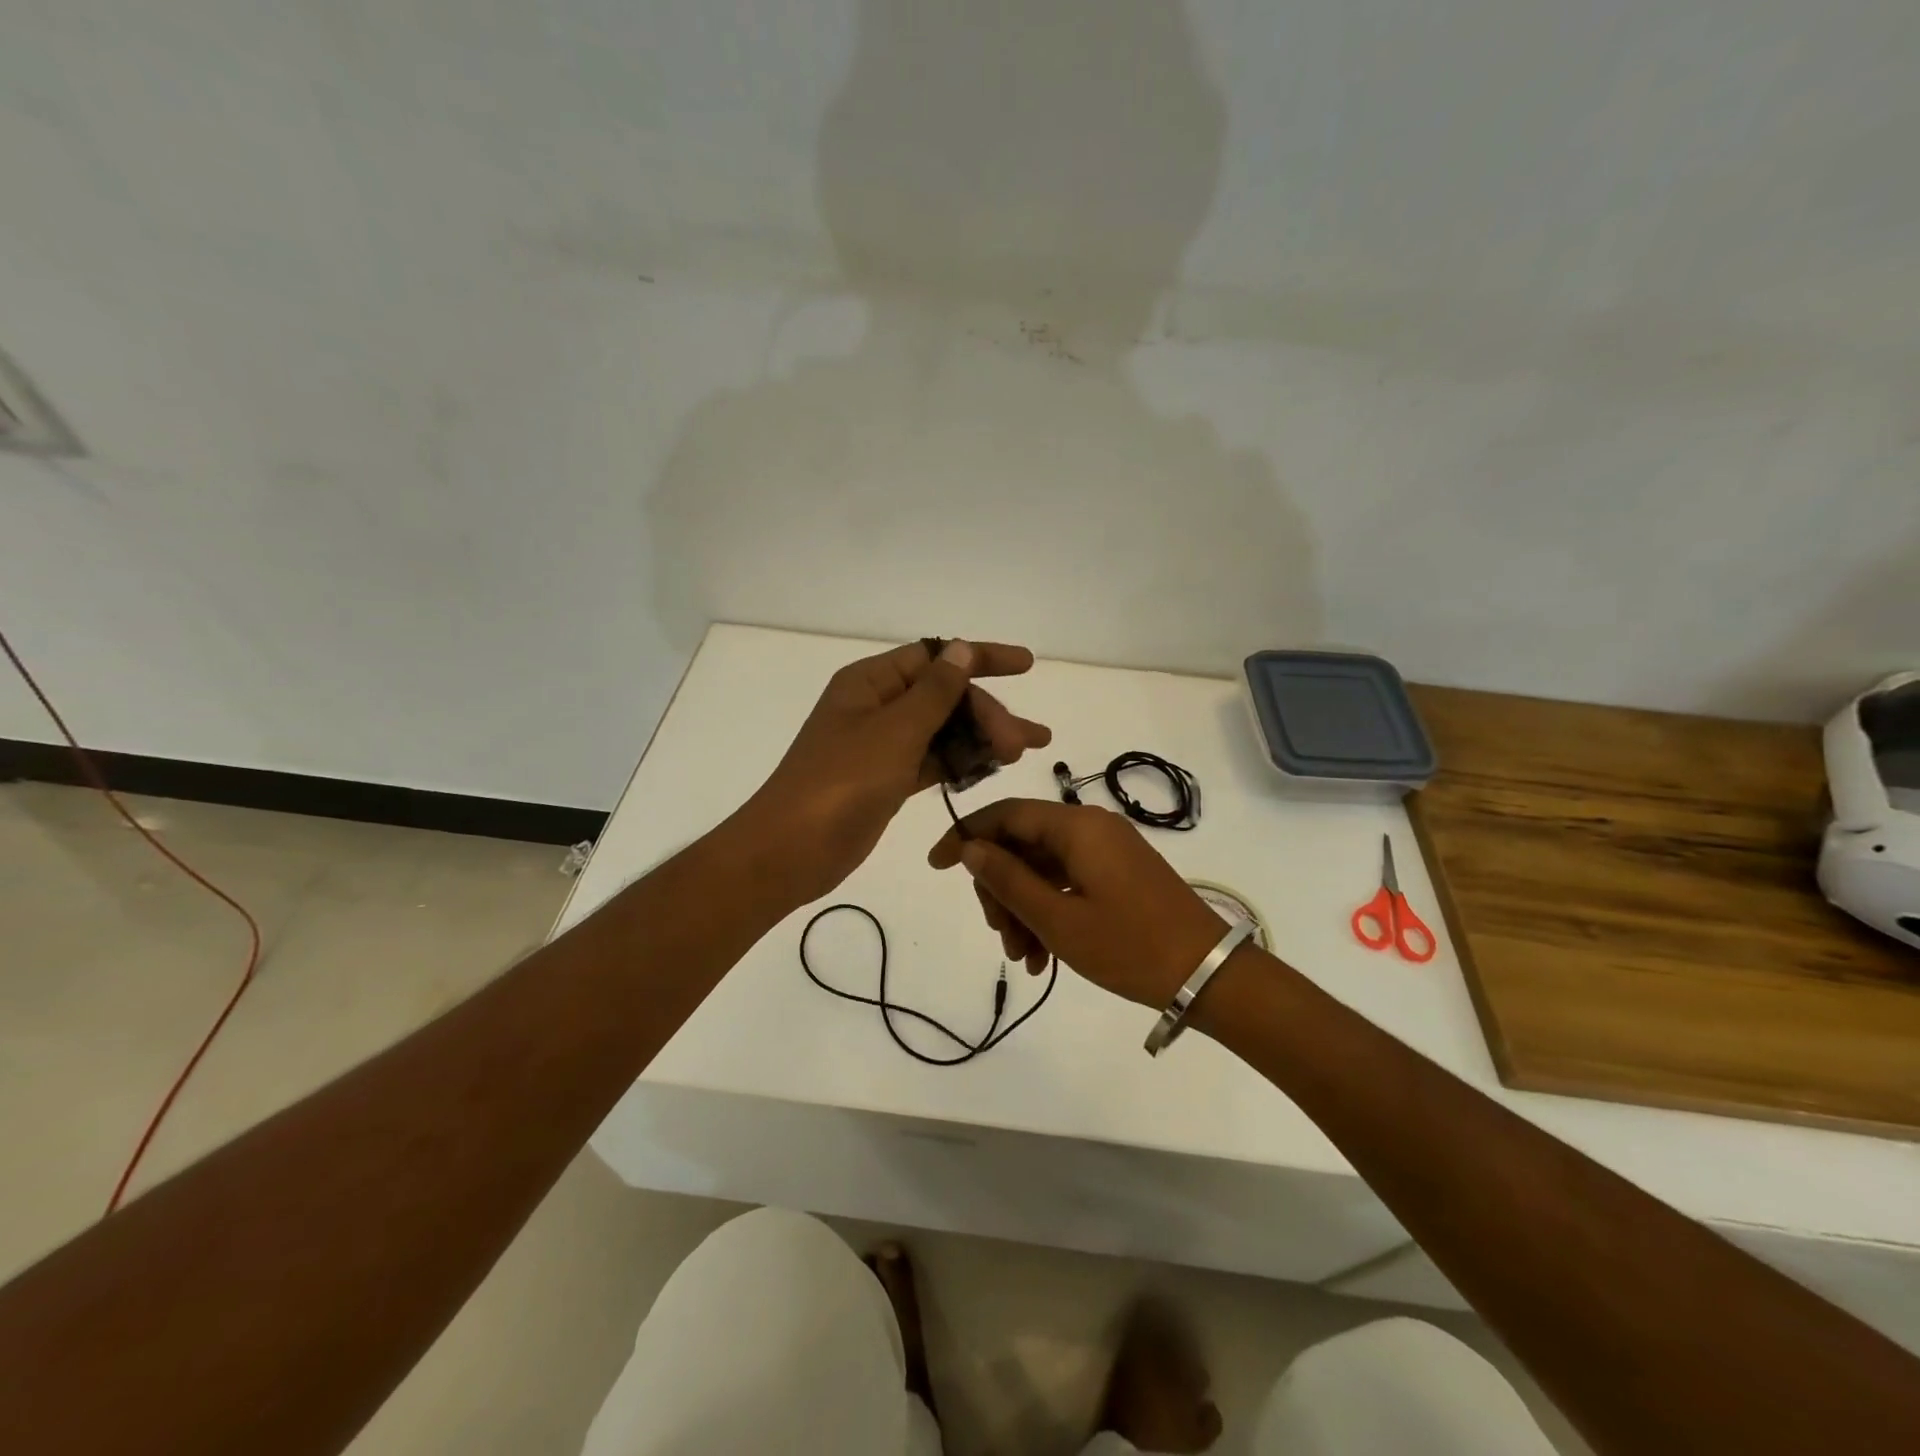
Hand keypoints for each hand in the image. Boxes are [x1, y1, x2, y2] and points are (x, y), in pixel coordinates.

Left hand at [742, 641, 1050, 903]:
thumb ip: (935, 692)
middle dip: (987, 713)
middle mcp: (877, 706)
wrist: (791, 850)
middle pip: (943, 696)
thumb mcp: (894, 731)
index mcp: (870, 682)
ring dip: (981, 739)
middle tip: (1024, 743)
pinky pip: (932, 760)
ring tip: (1022, 753)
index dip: (981, 657)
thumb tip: (962, 649)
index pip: (934, 656)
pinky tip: (991, 769)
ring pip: (942, 731)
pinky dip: (960, 763)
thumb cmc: (841, 782)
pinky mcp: (887, 779)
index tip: (1027, 664)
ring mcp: (881, 745)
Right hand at [927, 798, 1227, 1008]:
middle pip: (1022, 843)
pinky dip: (1049, 911)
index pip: (1005, 814)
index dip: (966, 835)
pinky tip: (1042, 956)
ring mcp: (1107, 851)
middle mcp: (1091, 828)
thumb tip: (970, 848)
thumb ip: (1008, 879)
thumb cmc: (1129, 945)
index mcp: (1076, 826)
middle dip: (1000, 888)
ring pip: (1043, 868)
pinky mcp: (1118, 873)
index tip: (937, 866)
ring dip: (1023, 908)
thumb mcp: (1057, 919)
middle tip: (999, 937)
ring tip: (1023, 957)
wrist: (1209, 974)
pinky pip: (1068, 882)